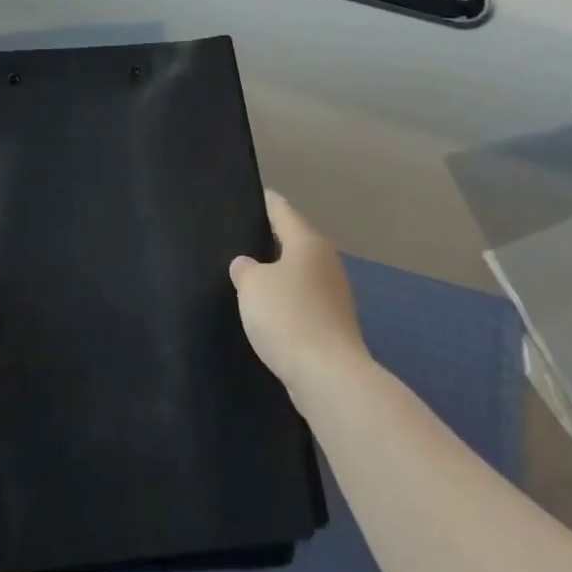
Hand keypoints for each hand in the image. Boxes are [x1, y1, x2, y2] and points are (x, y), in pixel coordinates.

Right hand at [229, 191, 368, 397]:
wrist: (329, 377)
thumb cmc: (288, 317)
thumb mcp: (252, 286)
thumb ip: (245, 269)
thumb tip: (247, 265)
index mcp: (308, 242)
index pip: (282, 210)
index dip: (264, 201)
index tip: (250, 194)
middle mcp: (326, 262)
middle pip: (294, 241)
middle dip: (269, 239)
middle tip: (238, 236)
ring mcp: (334, 294)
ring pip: (299, 273)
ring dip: (278, 273)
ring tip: (247, 274)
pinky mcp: (333, 324)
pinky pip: (302, 301)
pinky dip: (286, 301)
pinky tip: (266, 310)